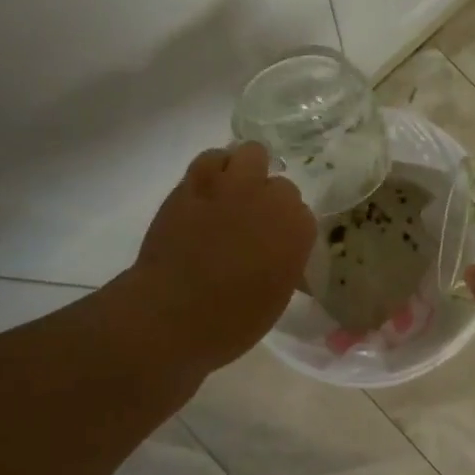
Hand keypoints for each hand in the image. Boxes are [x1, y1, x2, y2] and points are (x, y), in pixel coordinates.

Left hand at [128, 143, 315, 376]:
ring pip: (251, 153)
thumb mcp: (277, 295)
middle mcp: (269, 200)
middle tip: (254, 221)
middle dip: (270, 199)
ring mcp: (230, 187)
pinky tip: (209, 188)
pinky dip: (214, 169)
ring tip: (235, 192)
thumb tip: (279, 250)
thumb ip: (285, 260)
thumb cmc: (232, 320)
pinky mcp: (193, 184)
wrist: (171, 315)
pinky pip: (210, 159)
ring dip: (247, 170)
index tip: (276, 243)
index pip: (303, 214)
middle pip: (281, 183)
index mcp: (296, 230)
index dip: (288, 228)